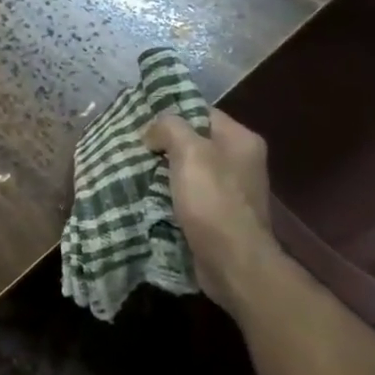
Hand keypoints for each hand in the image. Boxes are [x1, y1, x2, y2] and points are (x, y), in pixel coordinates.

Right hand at [143, 109, 284, 315]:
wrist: (233, 262)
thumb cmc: (213, 200)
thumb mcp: (189, 151)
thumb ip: (170, 128)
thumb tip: (153, 132)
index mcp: (241, 140)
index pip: (201, 112)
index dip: (171, 114)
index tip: (141, 122)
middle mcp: (241, 161)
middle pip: (194, 141)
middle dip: (163, 144)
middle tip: (134, 147)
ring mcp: (231, 191)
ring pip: (188, 170)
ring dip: (163, 171)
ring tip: (133, 170)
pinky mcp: (219, 215)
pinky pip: (189, 195)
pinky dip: (169, 195)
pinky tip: (147, 197)